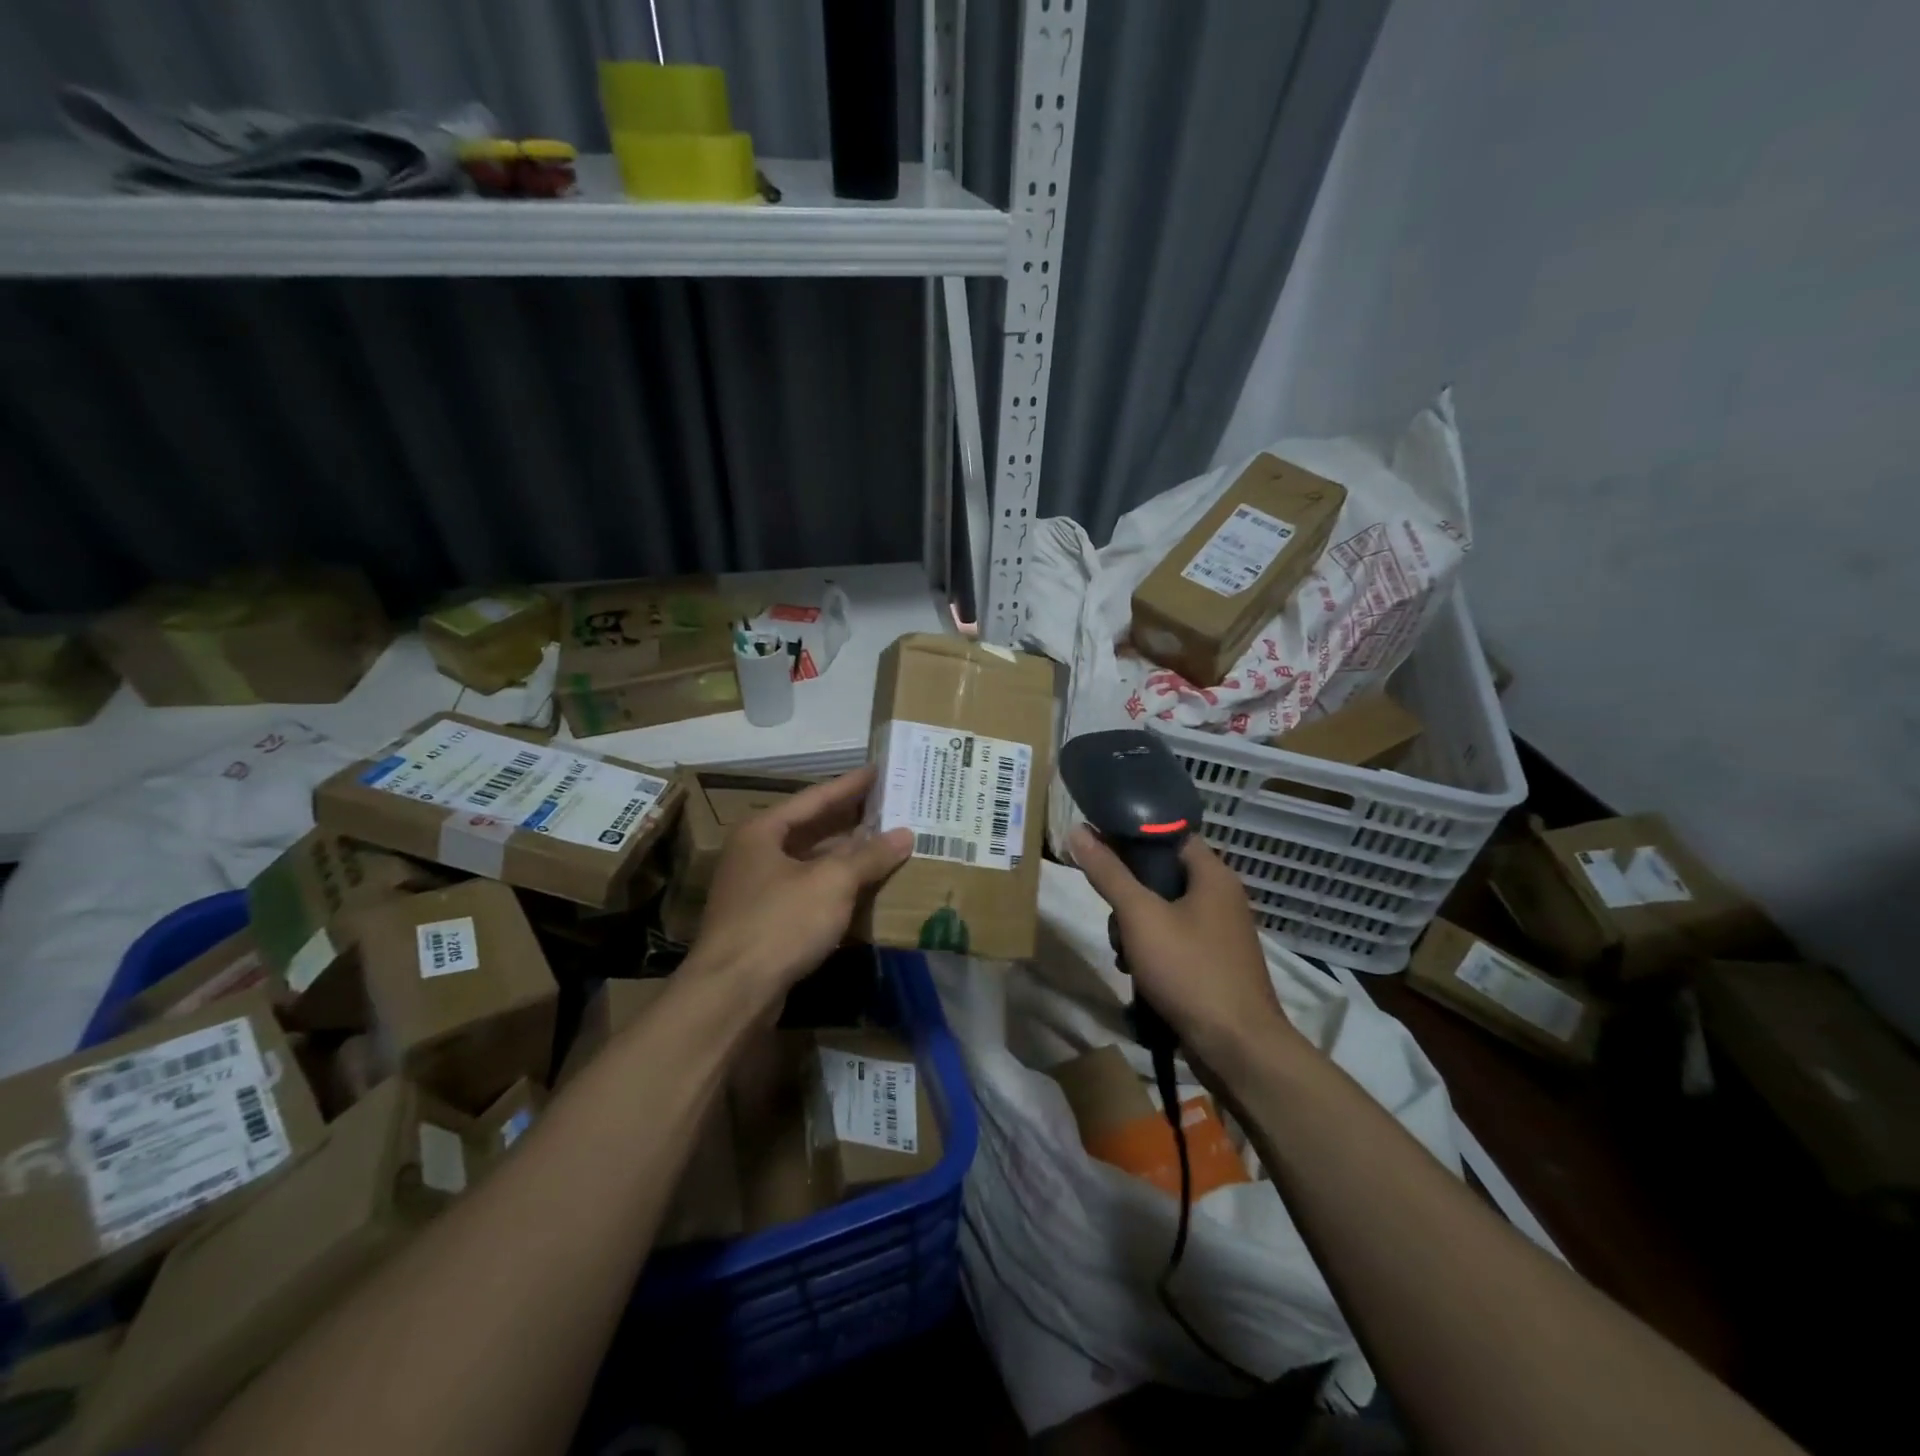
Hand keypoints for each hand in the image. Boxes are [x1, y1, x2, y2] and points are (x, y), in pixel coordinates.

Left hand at [690, 766, 912, 1002]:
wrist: (732, 994)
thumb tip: (905, 834)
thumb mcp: (832, 883)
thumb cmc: (780, 923)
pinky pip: (808, 891)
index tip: (880, 770)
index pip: (815, 797)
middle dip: (852, 820)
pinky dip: (836, 886)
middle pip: (811, 828)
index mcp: (763, 831)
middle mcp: (756, 853)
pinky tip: (865, 888)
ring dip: (847, 855)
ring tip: (887, 843)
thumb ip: (869, 856)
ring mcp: (758, 889)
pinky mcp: (766, 921)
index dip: (850, 784)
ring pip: (811, 862)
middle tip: (891, 805)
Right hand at [1069, 827, 1292, 1064]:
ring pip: (1164, 911)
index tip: (1099, 847)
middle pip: (1162, 876)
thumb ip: (1108, 872)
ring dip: (1135, 928)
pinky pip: (1175, 941)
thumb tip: (1078, 830)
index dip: (1133, 836)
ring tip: (1122, 953)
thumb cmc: (1189, 970)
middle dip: (1129, 894)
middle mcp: (1222, 897)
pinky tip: (1135, 973)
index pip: (1169, 835)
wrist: (1237, 1048)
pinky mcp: (1215, 963)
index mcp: (1213, 875)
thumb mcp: (1140, 916)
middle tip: (1112, 915)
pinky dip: (1152, 950)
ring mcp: (1220, 933)